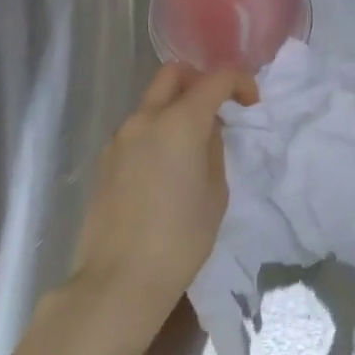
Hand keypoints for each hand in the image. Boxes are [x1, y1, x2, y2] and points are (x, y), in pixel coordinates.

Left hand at [68, 64, 257, 346]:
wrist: (118, 281)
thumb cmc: (179, 240)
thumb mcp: (214, 194)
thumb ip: (213, 149)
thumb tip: (206, 129)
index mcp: (179, 122)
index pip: (215, 79)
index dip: (239, 82)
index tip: (250, 102)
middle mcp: (146, 118)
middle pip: (173, 73)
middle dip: (199, 81)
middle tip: (216, 108)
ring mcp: (120, 136)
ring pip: (151, 101)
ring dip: (174, 108)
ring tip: (189, 146)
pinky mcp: (104, 159)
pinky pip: (136, 129)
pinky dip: (155, 131)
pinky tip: (163, 169)